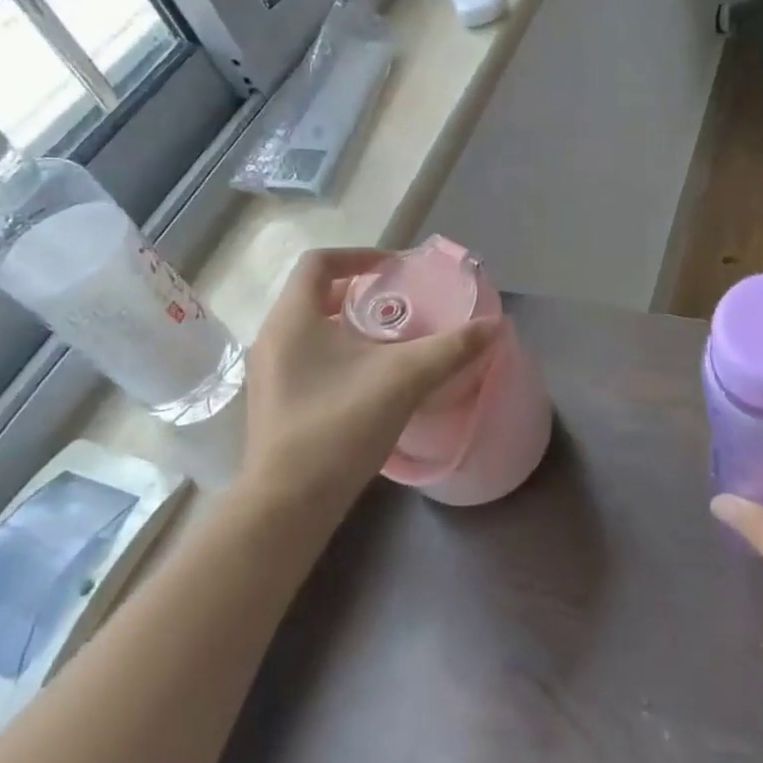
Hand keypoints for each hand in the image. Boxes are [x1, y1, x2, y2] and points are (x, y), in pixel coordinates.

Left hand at [241, 247, 499, 518]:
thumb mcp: (405, 378)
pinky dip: (337, 353)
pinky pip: (306, 358)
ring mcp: (267, 373)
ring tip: (390, 340)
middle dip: (359, 293)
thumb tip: (495, 324)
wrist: (289, 505)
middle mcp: (272, 338)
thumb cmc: (340, 425)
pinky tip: (369, 380)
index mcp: (293, 318)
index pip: (319, 262)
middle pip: (314, 294)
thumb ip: (452, 347)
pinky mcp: (273, 403)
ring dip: (349, 325)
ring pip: (310, 329)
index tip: (396, 269)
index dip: (360, 256)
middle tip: (400, 303)